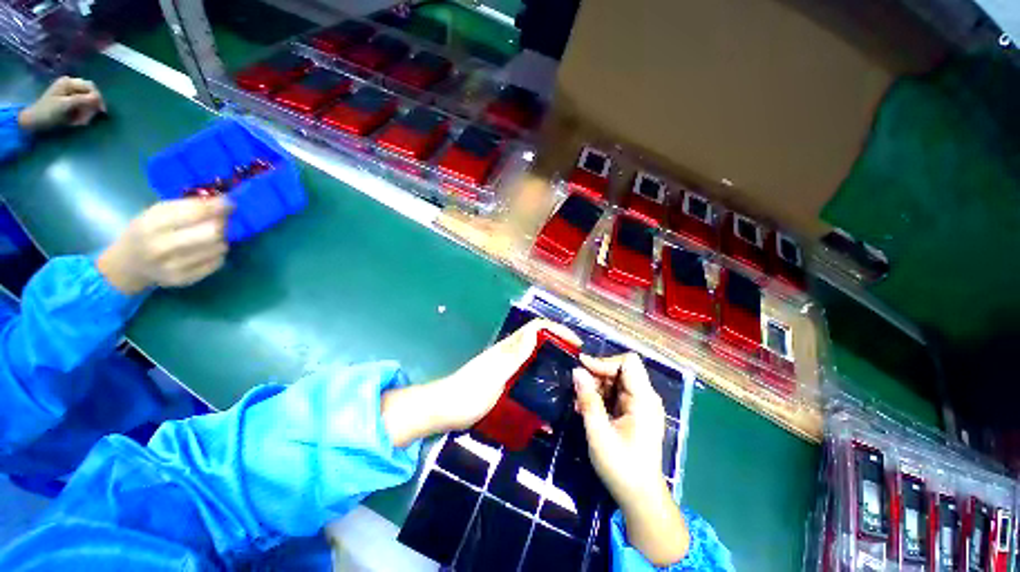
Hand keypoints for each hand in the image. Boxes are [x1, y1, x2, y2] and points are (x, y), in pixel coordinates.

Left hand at [18, 77, 105, 132]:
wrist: (34, 121)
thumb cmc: (48, 112)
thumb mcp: (65, 105)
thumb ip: (82, 100)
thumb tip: (98, 99)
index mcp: (69, 82)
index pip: (90, 87)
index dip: (98, 98)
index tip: (102, 111)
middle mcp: (71, 85)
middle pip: (89, 94)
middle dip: (90, 107)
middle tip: (87, 120)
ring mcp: (69, 93)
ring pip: (86, 102)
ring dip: (86, 113)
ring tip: (80, 122)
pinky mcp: (68, 101)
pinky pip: (81, 106)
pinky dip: (82, 114)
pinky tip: (77, 120)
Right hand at [96, 197, 231, 294]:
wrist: (129, 264)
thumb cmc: (146, 231)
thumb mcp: (156, 212)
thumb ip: (187, 206)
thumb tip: (222, 202)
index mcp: (152, 225)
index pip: (195, 213)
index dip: (217, 207)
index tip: (230, 203)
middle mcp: (162, 247)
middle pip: (212, 233)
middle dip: (222, 224)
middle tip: (223, 220)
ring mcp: (174, 266)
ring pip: (218, 248)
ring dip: (222, 239)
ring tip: (213, 235)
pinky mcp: (185, 279)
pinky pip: (217, 262)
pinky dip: (218, 253)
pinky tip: (207, 249)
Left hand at [380, 318, 581, 446]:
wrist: (444, 410)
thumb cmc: (469, 393)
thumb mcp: (495, 374)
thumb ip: (515, 354)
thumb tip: (535, 331)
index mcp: (509, 348)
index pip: (537, 328)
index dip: (557, 329)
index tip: (576, 343)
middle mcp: (509, 354)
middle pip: (538, 341)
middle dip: (559, 346)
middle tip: (576, 364)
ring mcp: (506, 368)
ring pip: (534, 359)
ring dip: (551, 365)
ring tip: (567, 383)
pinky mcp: (503, 382)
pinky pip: (527, 377)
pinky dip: (539, 383)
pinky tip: (546, 404)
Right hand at [574, 353, 689, 565]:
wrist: (640, 497)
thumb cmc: (621, 467)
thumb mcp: (599, 434)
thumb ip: (588, 400)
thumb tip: (577, 371)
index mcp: (644, 400)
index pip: (629, 363)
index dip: (605, 362)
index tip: (582, 370)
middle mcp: (645, 398)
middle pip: (621, 370)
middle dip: (597, 375)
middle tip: (578, 390)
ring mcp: (640, 405)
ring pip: (615, 381)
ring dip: (596, 387)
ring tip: (580, 402)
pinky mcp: (634, 413)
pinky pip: (615, 394)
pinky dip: (600, 397)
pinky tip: (587, 409)